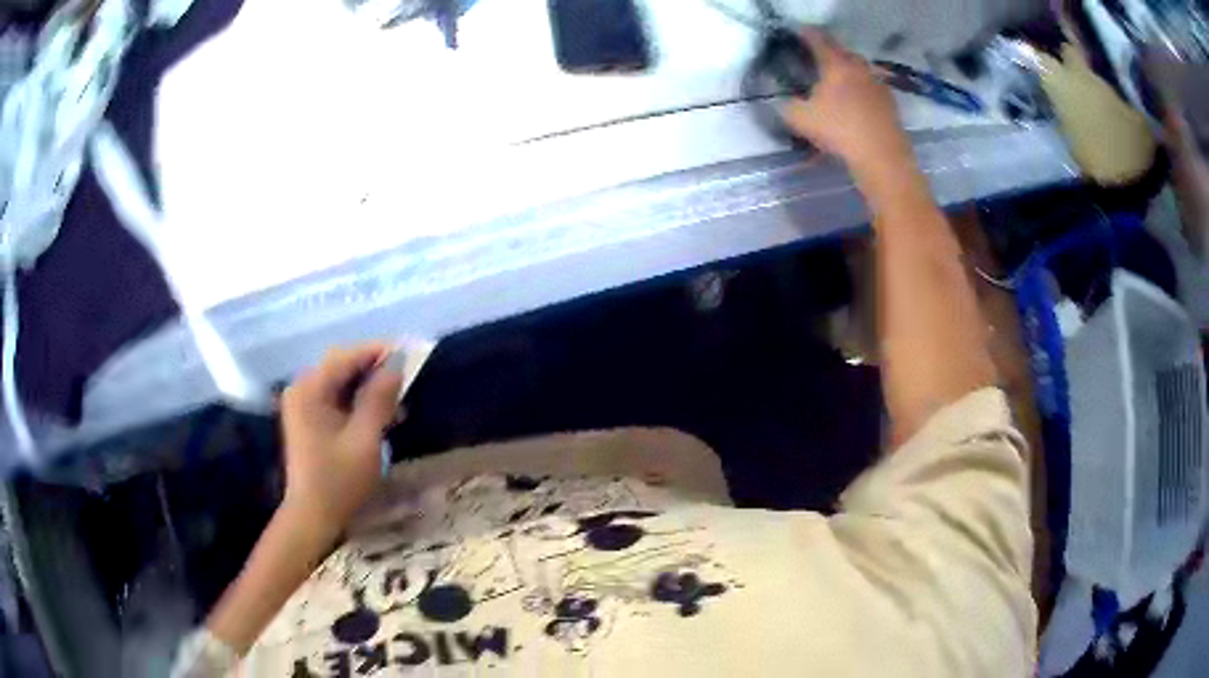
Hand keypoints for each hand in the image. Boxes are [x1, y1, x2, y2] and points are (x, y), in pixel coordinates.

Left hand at [279, 344, 402, 540]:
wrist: (313, 516)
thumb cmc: (339, 480)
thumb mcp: (365, 439)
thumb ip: (379, 399)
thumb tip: (396, 365)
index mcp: (310, 390)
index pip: (346, 356)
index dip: (378, 351)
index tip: (409, 352)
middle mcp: (302, 389)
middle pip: (342, 365)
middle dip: (374, 369)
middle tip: (405, 379)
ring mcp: (303, 404)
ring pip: (341, 382)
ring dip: (368, 387)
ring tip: (398, 401)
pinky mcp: (309, 419)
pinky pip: (336, 398)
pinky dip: (358, 402)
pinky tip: (380, 415)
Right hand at [782, 29, 917, 192]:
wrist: (883, 157)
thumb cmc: (840, 131)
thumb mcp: (800, 119)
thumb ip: (787, 106)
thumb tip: (784, 102)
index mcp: (836, 64)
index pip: (818, 40)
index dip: (806, 35)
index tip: (798, 34)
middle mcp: (859, 68)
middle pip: (842, 53)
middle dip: (829, 54)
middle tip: (817, 61)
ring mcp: (878, 85)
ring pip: (859, 71)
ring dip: (847, 74)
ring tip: (836, 85)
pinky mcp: (890, 104)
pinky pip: (871, 90)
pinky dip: (861, 92)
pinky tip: (854, 105)